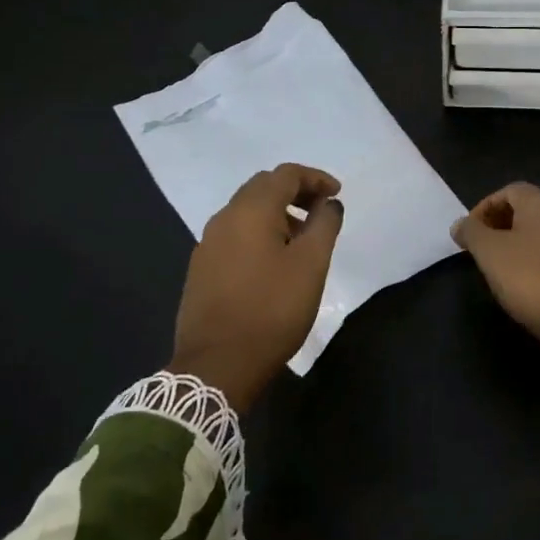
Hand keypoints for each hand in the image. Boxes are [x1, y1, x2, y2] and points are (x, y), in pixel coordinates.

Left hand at [171, 163, 344, 410]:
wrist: (217, 365)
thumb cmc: (272, 309)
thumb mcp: (311, 265)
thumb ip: (324, 225)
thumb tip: (329, 203)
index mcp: (250, 210)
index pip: (285, 174)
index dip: (315, 178)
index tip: (337, 194)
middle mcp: (224, 218)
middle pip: (262, 187)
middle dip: (295, 192)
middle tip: (322, 211)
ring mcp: (208, 244)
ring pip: (246, 211)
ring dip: (277, 213)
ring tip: (303, 238)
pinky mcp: (202, 269)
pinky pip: (235, 234)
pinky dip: (260, 232)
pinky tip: (274, 261)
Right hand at [451, 183, 539, 419]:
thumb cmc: (531, 278)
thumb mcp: (489, 253)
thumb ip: (471, 233)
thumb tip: (460, 224)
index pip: (510, 190)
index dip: (486, 206)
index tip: (470, 232)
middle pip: (528, 209)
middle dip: (501, 224)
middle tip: (482, 249)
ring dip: (519, 243)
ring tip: (501, 268)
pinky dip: (538, 261)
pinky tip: (528, 285)